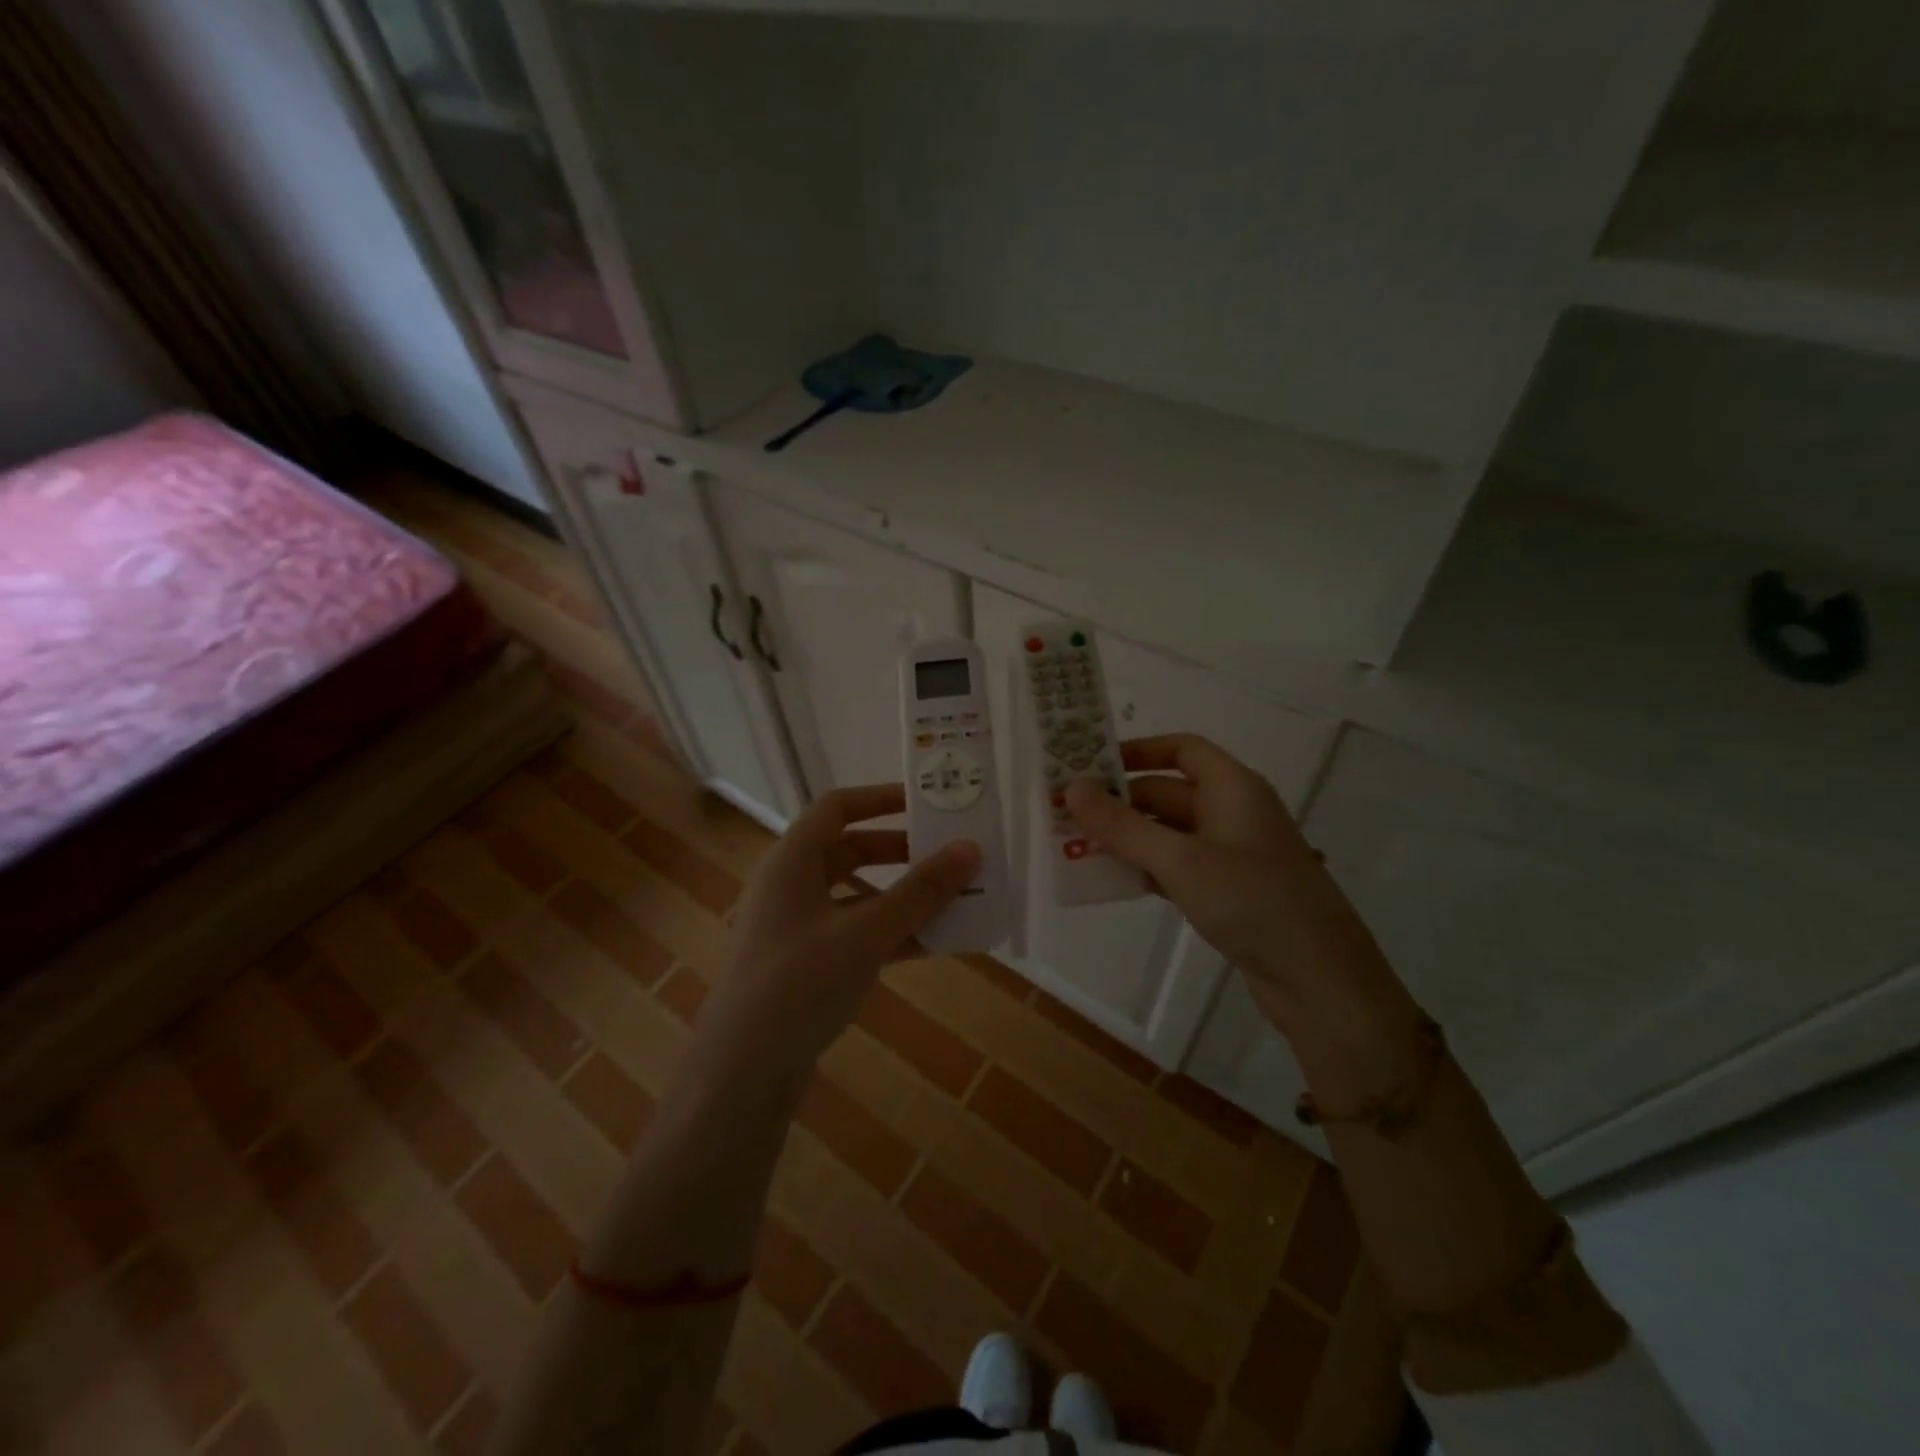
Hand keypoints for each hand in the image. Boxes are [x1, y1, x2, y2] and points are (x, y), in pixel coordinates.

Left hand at [703, 784, 979, 1077]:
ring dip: (902, 896)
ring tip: (952, 898)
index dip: (880, 798)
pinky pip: (857, 933)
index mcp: (791, 860)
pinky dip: (892, 933)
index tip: (926, 801)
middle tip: (948, 852)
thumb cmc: (800, 982)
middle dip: (901, 851)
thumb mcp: (866, 932)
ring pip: (858, 895)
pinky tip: (935, 943)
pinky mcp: (807, 964)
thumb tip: (970, 849)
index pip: (837, 807)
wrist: (744, 1071)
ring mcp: (798, 927)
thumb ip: (920, 892)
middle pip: (850, 849)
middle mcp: (790, 885)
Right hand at [1063, 734, 1397, 1024]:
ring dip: (1128, 837)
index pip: (1182, 749)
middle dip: (1120, 801)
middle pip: (1168, 792)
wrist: (1318, 978)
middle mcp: (1233, 812)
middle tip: (1067, 813)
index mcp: (1232, 787)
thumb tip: (1072, 788)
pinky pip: (1177, 865)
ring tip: (1077, 846)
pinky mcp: (1229, 890)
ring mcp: (1232, 853)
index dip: (1138, 751)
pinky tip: (1113, 880)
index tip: (1091, 764)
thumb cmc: (1251, 900)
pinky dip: (1146, 867)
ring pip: (1169, 832)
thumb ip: (1123, 825)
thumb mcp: (1180, 859)